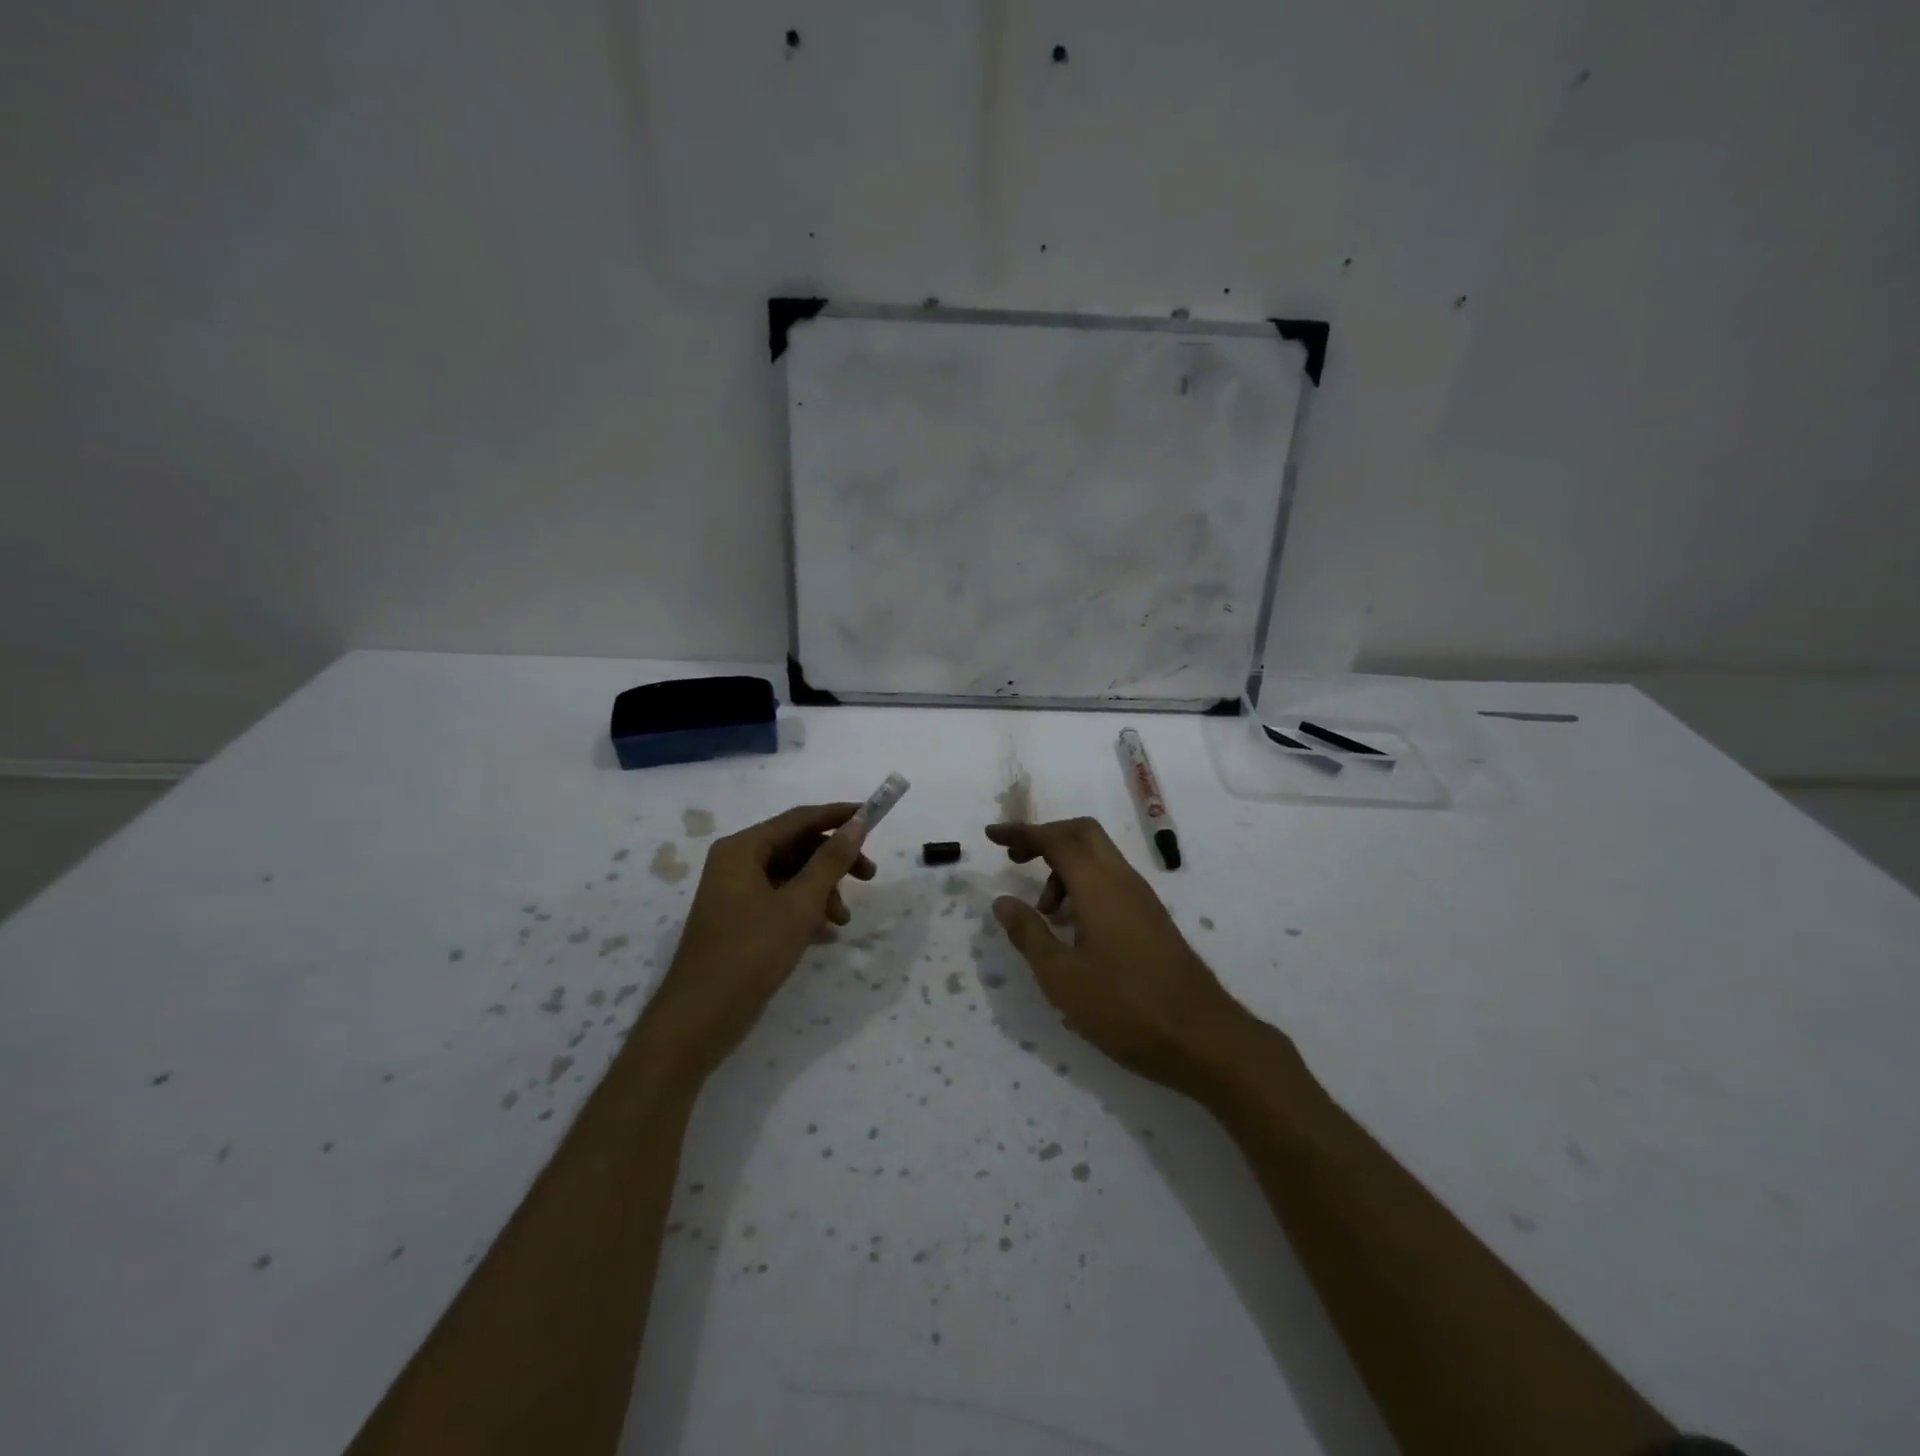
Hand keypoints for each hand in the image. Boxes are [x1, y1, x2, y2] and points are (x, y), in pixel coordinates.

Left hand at [646, 803, 875, 1081]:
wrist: (700, 1018)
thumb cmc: (750, 952)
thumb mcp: (799, 904)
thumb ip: (830, 862)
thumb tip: (856, 825)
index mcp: (743, 849)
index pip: (799, 819)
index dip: (838, 816)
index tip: (873, 816)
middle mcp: (736, 863)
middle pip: (796, 847)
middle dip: (833, 861)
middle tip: (869, 876)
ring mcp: (735, 893)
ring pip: (790, 876)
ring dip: (822, 890)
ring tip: (842, 921)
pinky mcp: (739, 920)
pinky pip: (780, 900)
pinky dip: (805, 909)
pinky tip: (827, 933)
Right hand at [987, 817, 1257, 1092]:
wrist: (1203, 1038)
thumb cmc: (1125, 1008)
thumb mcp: (1062, 977)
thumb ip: (1029, 934)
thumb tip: (1002, 901)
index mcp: (1099, 886)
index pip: (1056, 839)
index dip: (1021, 833)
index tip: (991, 836)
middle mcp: (1123, 880)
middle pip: (1082, 834)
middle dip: (1045, 838)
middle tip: (1015, 861)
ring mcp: (1143, 899)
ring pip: (1098, 858)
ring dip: (1064, 868)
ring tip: (1044, 913)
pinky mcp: (1152, 919)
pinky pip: (1111, 881)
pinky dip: (1083, 886)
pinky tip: (1073, 929)